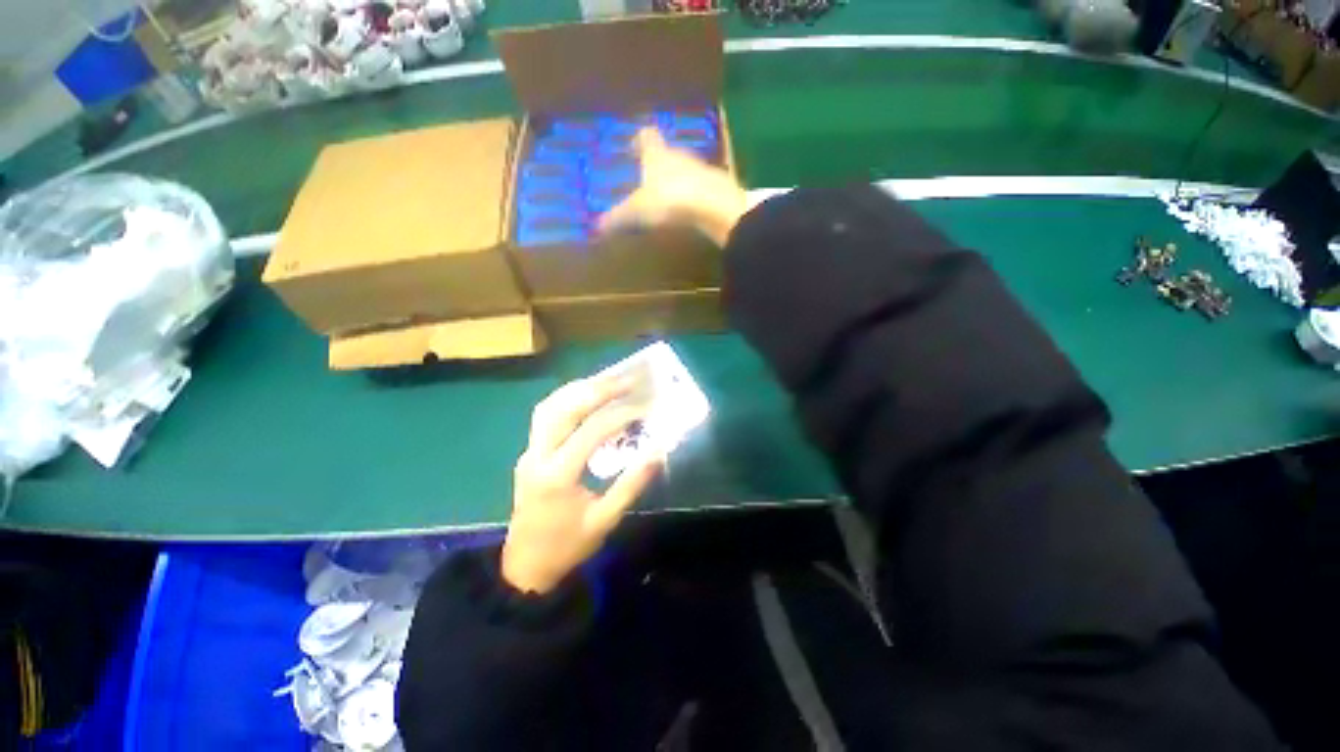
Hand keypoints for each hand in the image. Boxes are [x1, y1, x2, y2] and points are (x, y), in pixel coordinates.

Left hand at [501, 377, 661, 594]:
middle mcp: (537, 456)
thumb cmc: (568, 546)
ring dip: (579, 389)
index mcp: (557, 476)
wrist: (526, 566)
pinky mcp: (528, 452)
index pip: (591, 433)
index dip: (620, 416)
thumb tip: (658, 451)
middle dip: (598, 389)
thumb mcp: (605, 520)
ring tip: (609, 381)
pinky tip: (586, 396)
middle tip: (628, 379)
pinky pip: (545, 415)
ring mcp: (528, 451)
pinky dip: (567, 398)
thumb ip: (631, 484)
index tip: (645, 407)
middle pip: (564, 409)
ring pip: (549, 406)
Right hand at [597, 128, 749, 246]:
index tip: (632, 147)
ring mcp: (701, 168)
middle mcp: (679, 155)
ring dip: (678, 177)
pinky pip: (701, 186)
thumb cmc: (669, 199)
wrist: (713, 206)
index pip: (647, 136)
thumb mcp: (638, 211)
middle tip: (648, 176)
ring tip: (668, 194)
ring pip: (685, 168)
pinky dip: (694, 192)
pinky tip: (690, 206)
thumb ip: (618, 218)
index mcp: (657, 154)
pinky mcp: (716, 186)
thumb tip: (596, 227)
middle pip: (667, 152)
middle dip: (658, 162)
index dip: (639, 139)